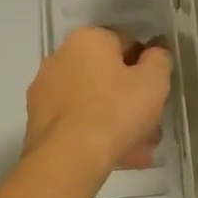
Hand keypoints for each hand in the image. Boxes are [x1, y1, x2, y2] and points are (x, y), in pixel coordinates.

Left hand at [25, 27, 172, 175]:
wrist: (67, 159)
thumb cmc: (115, 111)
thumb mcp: (153, 82)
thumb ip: (159, 60)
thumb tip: (154, 53)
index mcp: (88, 39)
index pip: (128, 43)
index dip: (147, 68)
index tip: (157, 93)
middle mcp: (61, 56)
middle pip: (108, 75)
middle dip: (131, 99)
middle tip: (151, 126)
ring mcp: (46, 89)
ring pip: (93, 100)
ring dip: (116, 120)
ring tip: (138, 149)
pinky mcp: (38, 119)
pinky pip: (77, 119)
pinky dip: (95, 132)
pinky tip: (114, 155)